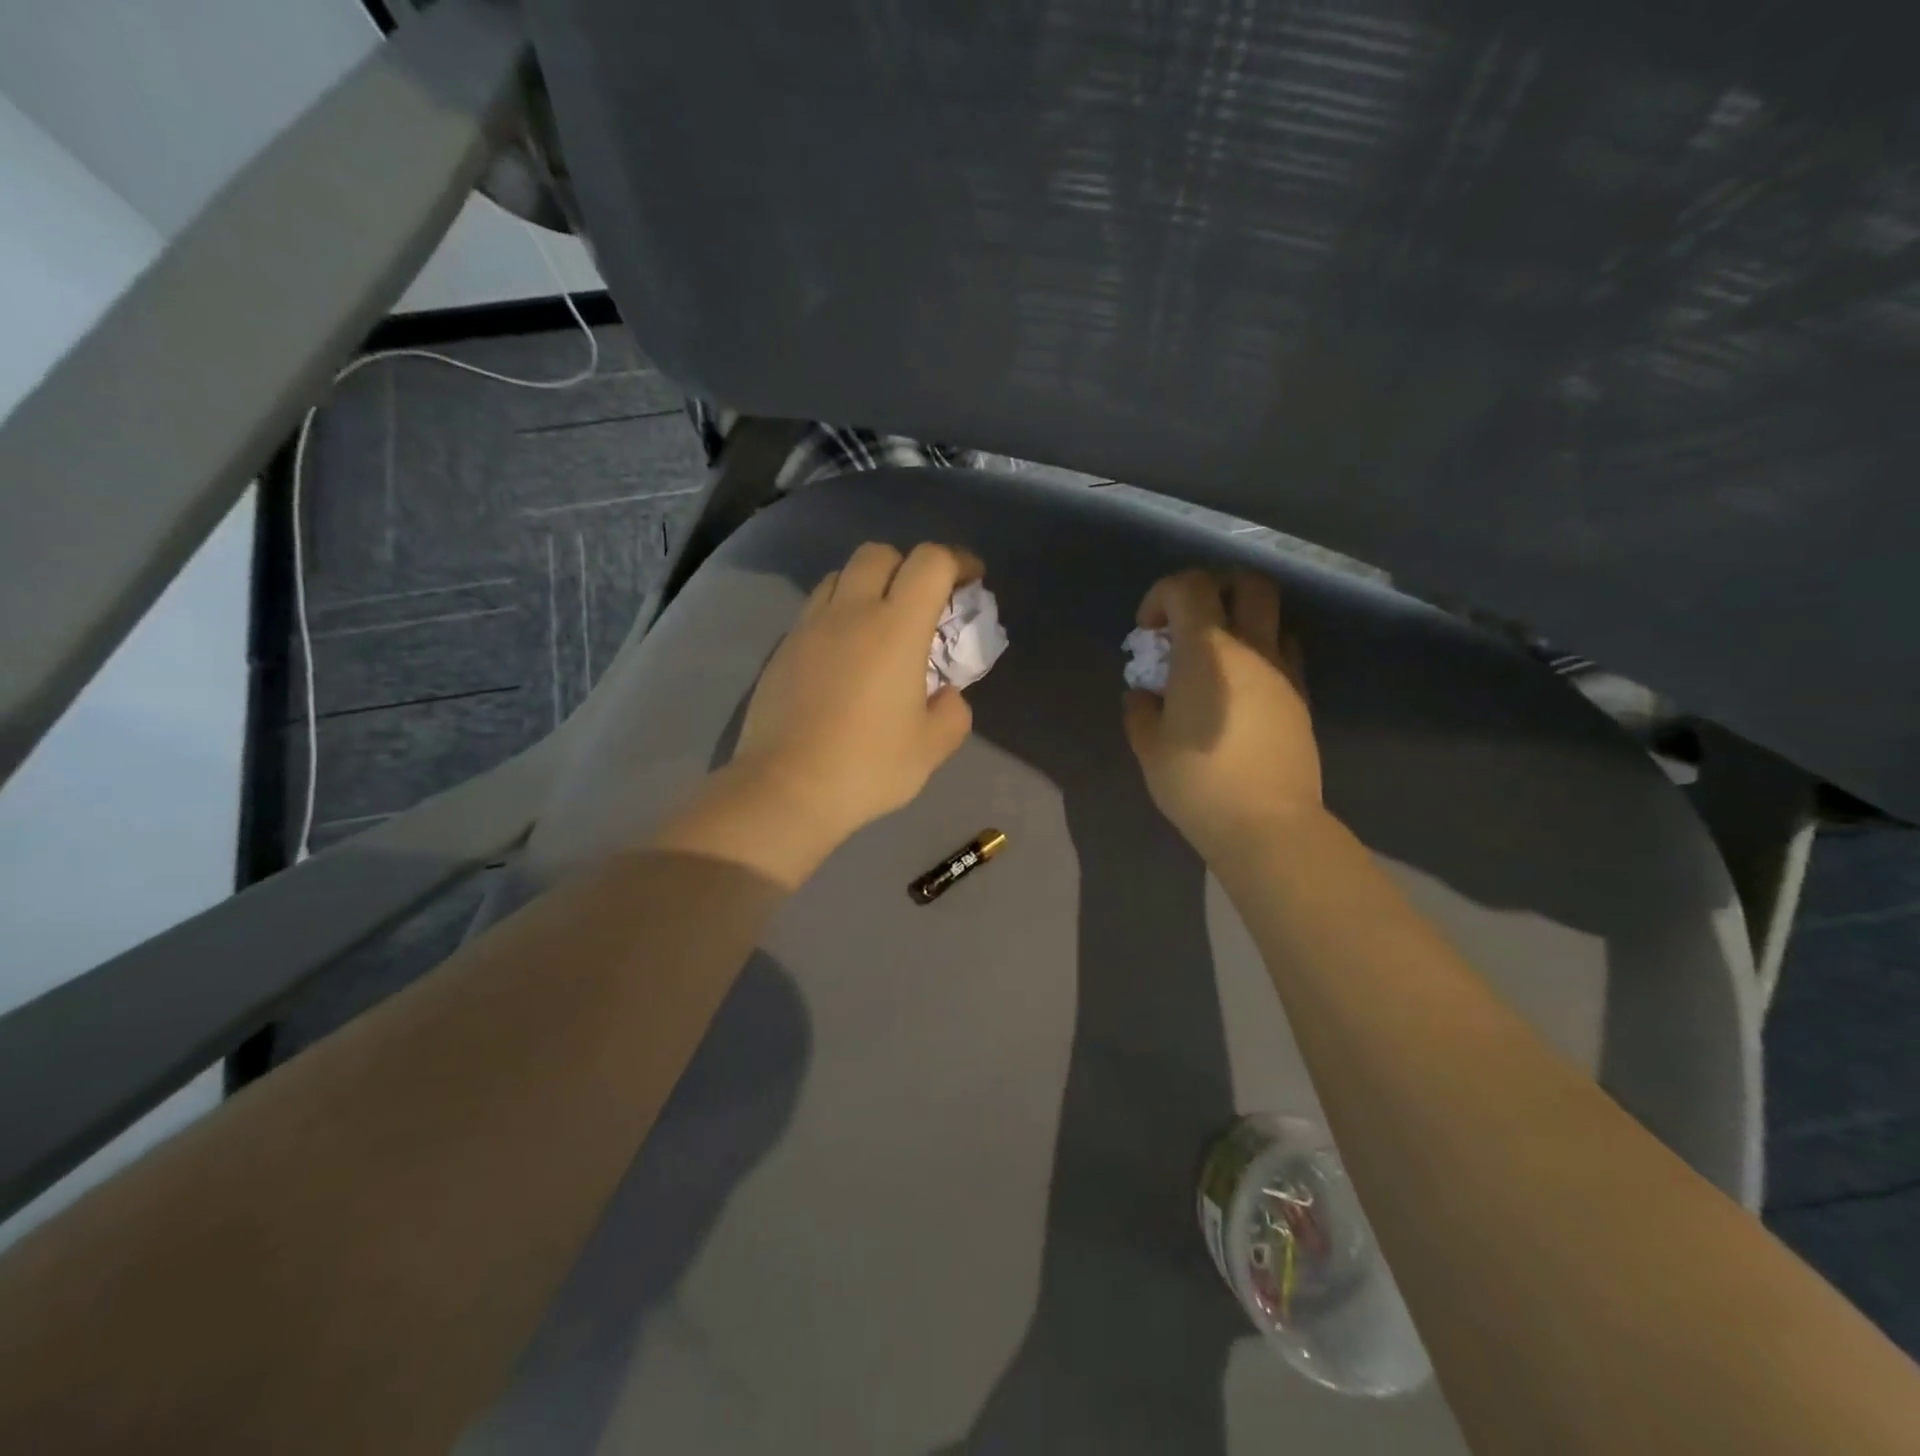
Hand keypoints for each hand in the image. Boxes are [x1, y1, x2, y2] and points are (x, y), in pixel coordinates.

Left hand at [655, 542, 981, 884]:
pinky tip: (845, 653)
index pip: (931, 561)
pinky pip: (816, 608)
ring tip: (881, 623)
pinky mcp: (783, 648)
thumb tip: (944, 694)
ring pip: (841, 575)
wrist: (786, 788)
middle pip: (880, 553)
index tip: (971, 581)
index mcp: (896, 628)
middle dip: (909, 565)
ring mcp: (810, 626)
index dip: (958, 560)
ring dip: (869, 585)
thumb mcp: (932, 747)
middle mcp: (850, 612)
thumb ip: (953, 711)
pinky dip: (839, 612)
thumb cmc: (868, 767)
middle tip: (923, 603)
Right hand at [1122, 568, 1320, 859]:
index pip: (1188, 587)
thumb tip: (1144, 695)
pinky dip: (1261, 653)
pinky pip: (1284, 654)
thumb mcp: (1149, 747)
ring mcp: (1283, 672)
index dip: (1161, 595)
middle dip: (1214, 589)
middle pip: (1247, 583)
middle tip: (1189, 622)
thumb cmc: (1198, 781)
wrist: (1266, 823)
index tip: (1147, 631)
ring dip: (1242, 621)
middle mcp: (1251, 648)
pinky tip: (1241, 688)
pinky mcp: (1301, 698)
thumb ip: (1140, 710)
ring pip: (1272, 617)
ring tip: (1216, 658)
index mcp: (1207, 651)